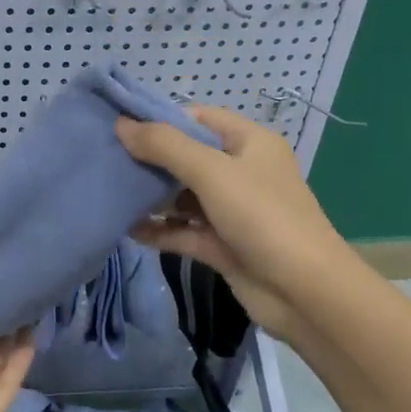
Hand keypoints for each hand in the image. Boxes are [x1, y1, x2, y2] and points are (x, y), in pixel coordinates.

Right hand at [115, 105, 347, 343]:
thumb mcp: (212, 172)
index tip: (119, 126)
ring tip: (109, 193)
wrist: (305, 293)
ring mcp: (230, 211)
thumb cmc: (262, 217)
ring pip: (181, 196)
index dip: (160, 119)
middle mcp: (240, 172)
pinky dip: (158, 229)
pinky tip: (127, 229)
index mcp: (248, 143)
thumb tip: (121, 125)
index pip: (198, 119)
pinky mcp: (221, 245)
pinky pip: (182, 230)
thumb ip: (164, 146)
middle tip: (105, 160)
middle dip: (148, 160)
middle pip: (185, 157)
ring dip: (150, 197)